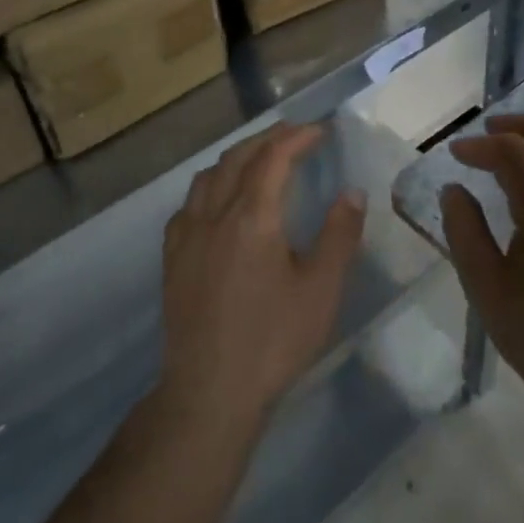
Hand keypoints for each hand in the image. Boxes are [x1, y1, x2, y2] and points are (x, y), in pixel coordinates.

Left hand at [157, 123, 365, 442]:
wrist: (209, 391)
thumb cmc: (273, 341)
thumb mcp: (321, 290)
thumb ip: (339, 235)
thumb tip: (352, 192)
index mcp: (252, 217)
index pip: (273, 158)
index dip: (297, 137)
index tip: (319, 131)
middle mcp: (214, 215)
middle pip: (237, 158)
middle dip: (267, 139)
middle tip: (294, 135)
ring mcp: (186, 236)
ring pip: (208, 177)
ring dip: (236, 158)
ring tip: (259, 160)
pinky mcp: (172, 259)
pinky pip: (189, 205)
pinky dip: (210, 187)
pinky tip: (218, 203)